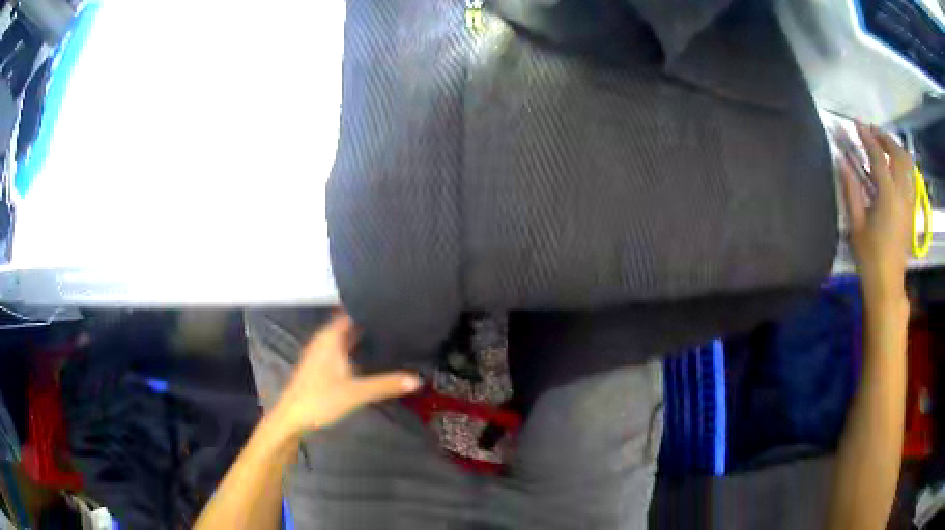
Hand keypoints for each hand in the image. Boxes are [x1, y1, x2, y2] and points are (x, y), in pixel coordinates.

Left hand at [272, 313, 420, 435]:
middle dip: (370, 320)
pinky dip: (355, 346)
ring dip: (362, 333)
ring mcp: (321, 352)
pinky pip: (342, 347)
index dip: (370, 305)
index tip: (393, 302)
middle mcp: (325, 340)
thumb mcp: (356, 392)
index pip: (352, 311)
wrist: (292, 417)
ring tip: (389, 332)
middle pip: (349, 322)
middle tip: (398, 318)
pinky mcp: (321, 365)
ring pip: (345, 336)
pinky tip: (369, 354)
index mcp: (331, 337)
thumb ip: (386, 384)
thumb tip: (416, 379)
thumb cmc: (320, 399)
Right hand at [840, 123, 914, 303]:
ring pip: (908, 165)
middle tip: (872, 131)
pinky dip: (901, 164)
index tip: (856, 123)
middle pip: (899, 154)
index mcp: (888, 197)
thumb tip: (841, 161)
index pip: (879, 157)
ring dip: (895, 149)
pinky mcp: (911, 210)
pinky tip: (892, 166)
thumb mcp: (855, 224)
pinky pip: (910, 177)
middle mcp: (902, 195)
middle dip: (886, 138)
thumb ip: (850, 189)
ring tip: (883, 145)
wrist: (887, 284)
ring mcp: (909, 202)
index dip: (867, 137)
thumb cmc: (869, 257)